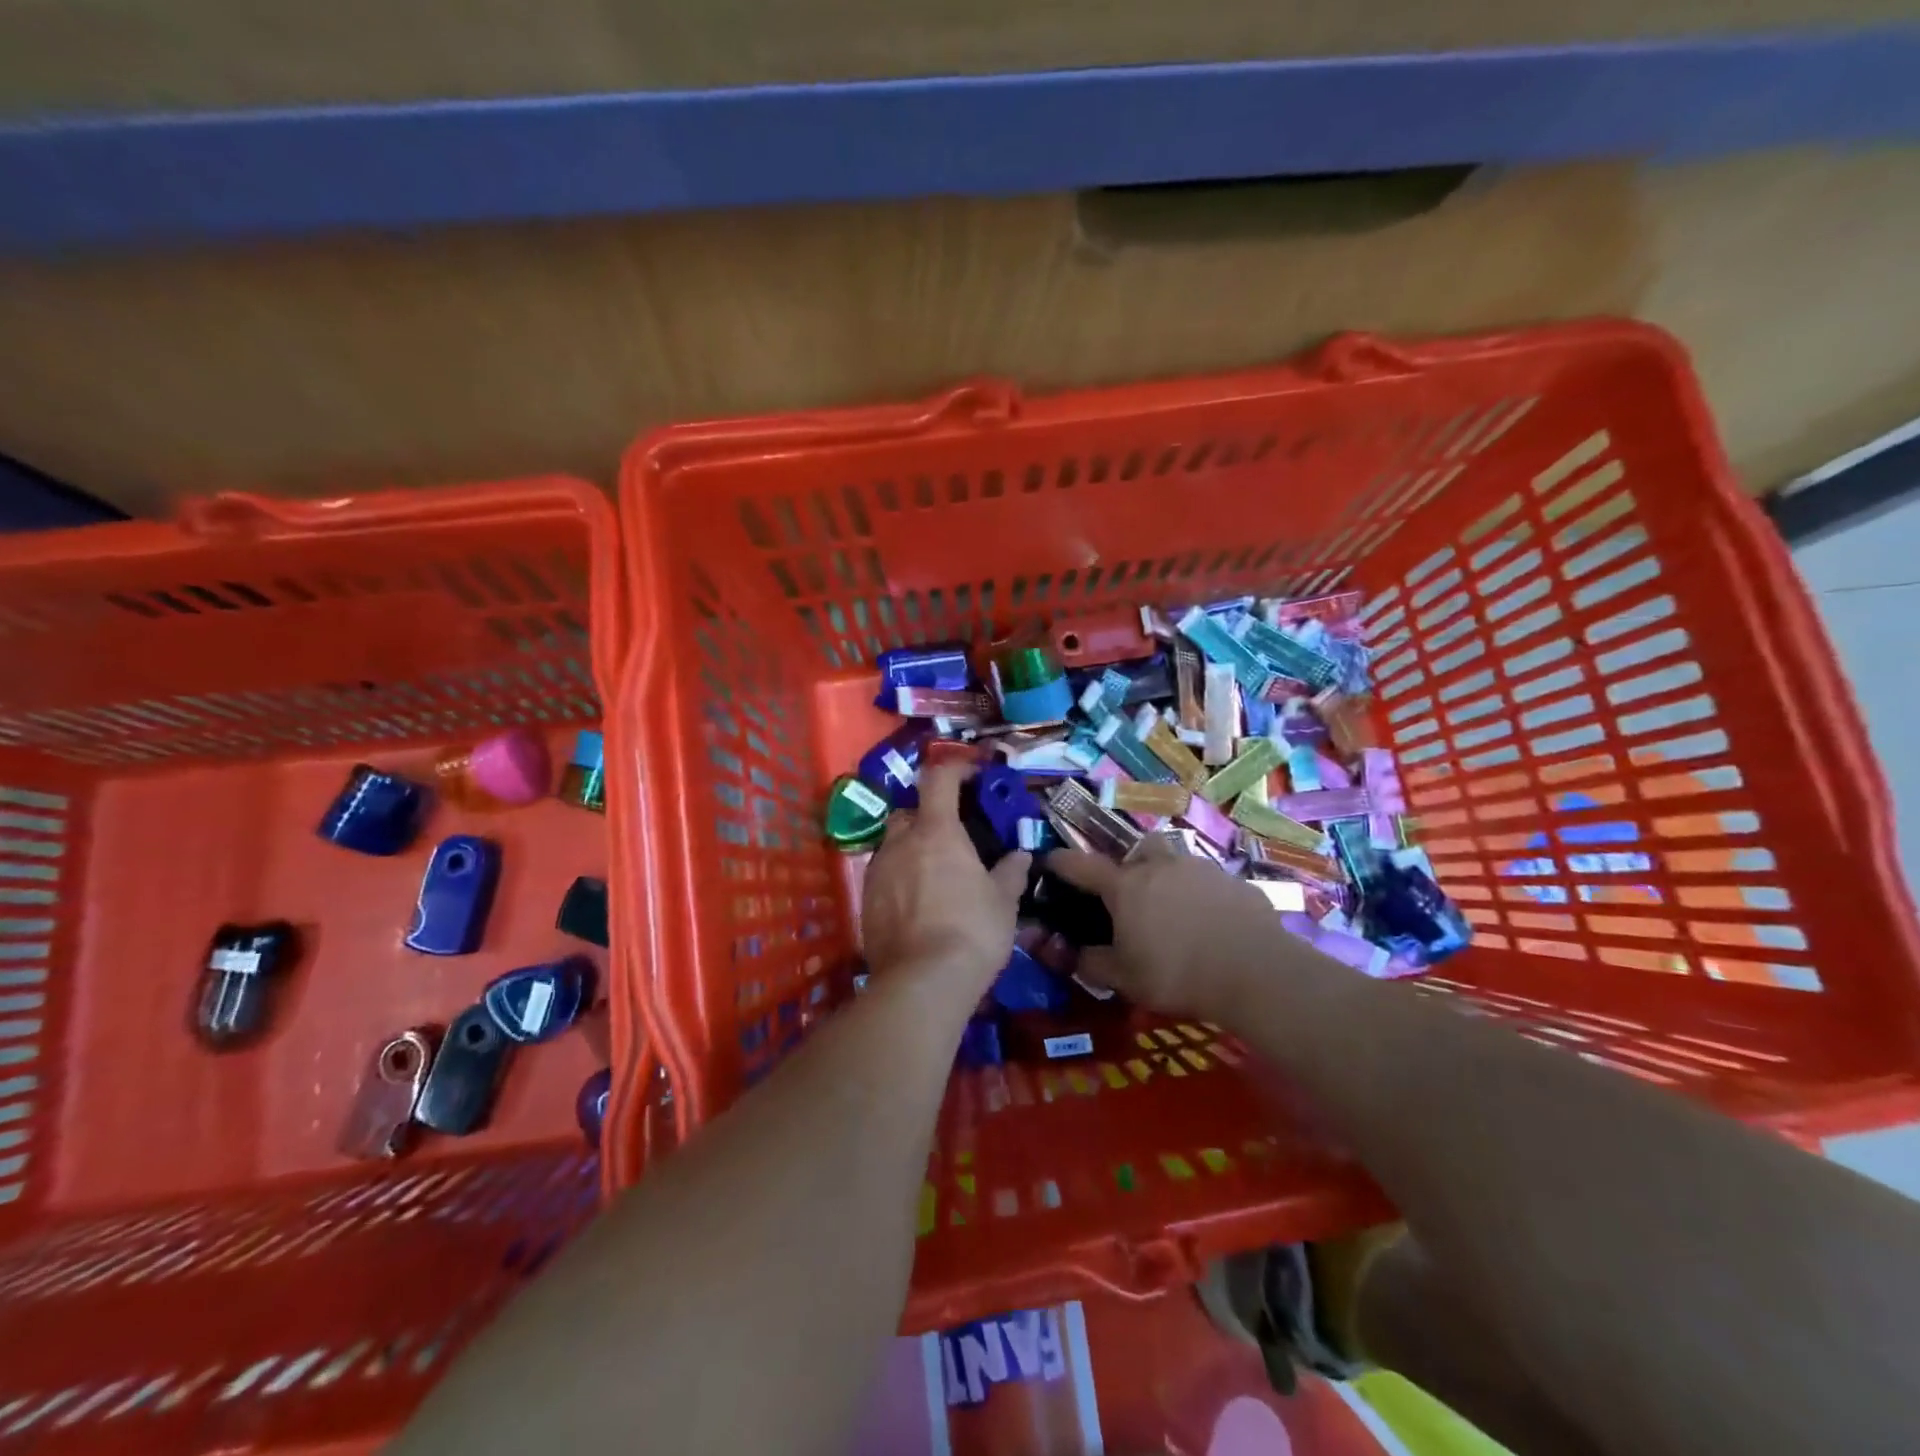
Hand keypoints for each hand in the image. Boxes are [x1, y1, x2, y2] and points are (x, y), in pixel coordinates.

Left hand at [860, 762, 1030, 989]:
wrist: (922, 982)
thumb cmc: (972, 931)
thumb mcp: (1004, 902)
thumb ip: (1011, 872)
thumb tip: (1021, 855)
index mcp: (936, 831)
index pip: (939, 778)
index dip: (956, 769)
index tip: (973, 776)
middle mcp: (900, 842)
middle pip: (910, 812)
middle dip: (929, 816)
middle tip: (952, 836)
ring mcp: (878, 871)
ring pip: (893, 844)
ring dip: (912, 849)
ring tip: (935, 875)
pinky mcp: (865, 901)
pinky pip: (884, 876)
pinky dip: (900, 878)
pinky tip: (917, 904)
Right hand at [1047, 836, 1275, 1018]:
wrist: (1255, 971)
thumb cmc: (1177, 973)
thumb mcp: (1124, 979)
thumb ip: (1092, 964)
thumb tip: (1073, 954)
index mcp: (1125, 885)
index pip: (1081, 865)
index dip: (1061, 863)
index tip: (1049, 861)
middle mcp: (1160, 866)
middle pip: (1136, 851)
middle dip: (1128, 865)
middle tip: (1130, 894)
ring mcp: (1200, 869)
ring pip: (1175, 862)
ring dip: (1168, 878)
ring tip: (1173, 910)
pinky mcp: (1234, 882)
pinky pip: (1208, 882)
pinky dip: (1202, 896)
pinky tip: (1210, 924)